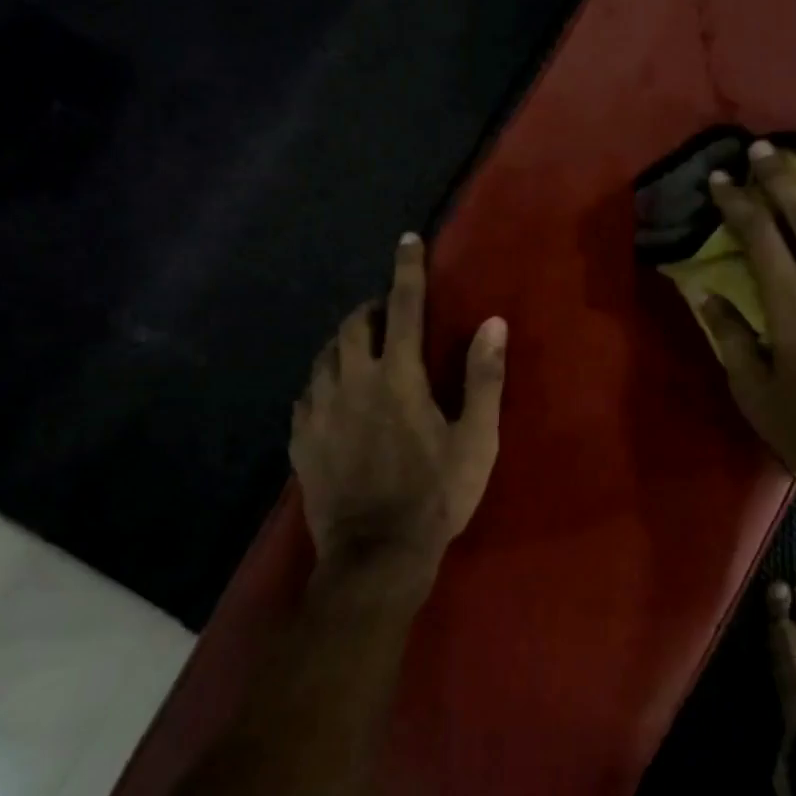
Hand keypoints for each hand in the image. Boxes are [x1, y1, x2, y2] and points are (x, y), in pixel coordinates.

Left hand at [290, 234, 506, 594]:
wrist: (377, 555)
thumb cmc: (437, 495)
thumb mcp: (476, 439)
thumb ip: (484, 378)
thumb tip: (493, 323)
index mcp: (399, 378)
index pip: (404, 308)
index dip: (407, 270)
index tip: (407, 240)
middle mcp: (352, 383)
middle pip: (355, 324)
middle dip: (373, 306)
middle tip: (391, 312)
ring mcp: (320, 411)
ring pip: (325, 354)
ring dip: (346, 340)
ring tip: (364, 347)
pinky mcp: (302, 439)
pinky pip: (307, 391)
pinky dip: (324, 378)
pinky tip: (334, 392)